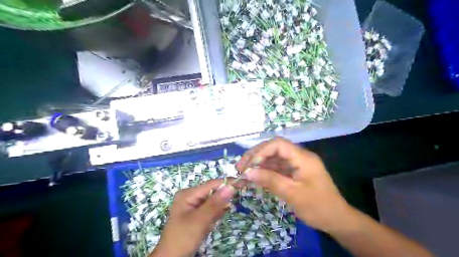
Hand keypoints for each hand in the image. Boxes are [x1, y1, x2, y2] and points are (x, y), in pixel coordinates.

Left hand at [151, 179, 234, 256]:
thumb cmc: (183, 238)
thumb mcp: (199, 220)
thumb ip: (215, 203)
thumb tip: (231, 186)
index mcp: (188, 194)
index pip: (211, 184)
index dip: (227, 183)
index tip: (243, 182)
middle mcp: (191, 196)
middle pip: (212, 192)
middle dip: (223, 198)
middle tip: (233, 203)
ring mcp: (193, 206)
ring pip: (213, 201)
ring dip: (218, 209)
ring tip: (213, 220)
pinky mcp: (197, 214)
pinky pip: (210, 210)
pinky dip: (215, 215)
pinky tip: (211, 223)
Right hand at [239, 139, 349, 232]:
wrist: (336, 220)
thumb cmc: (318, 207)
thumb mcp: (292, 194)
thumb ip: (270, 180)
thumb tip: (247, 172)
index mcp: (303, 157)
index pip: (278, 144)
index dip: (261, 151)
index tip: (248, 165)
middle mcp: (299, 156)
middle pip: (273, 149)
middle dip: (256, 156)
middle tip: (240, 167)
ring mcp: (296, 164)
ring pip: (273, 158)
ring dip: (258, 164)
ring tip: (243, 172)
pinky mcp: (293, 172)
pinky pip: (276, 168)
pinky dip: (265, 171)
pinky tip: (254, 177)